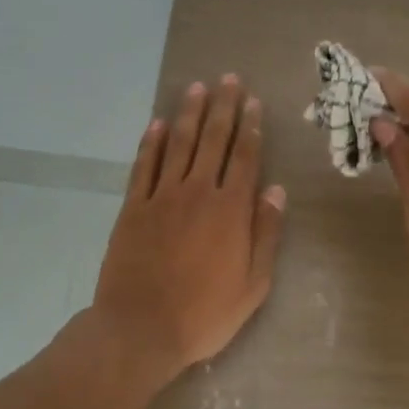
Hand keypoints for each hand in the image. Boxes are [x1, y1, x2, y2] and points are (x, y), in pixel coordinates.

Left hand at [91, 74, 286, 385]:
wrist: (140, 329)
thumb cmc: (204, 314)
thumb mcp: (253, 284)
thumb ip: (265, 233)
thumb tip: (275, 190)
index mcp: (230, 210)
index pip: (244, 157)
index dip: (251, 127)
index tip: (254, 102)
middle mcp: (197, 192)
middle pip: (213, 140)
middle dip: (223, 107)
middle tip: (229, 79)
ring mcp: (161, 197)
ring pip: (178, 144)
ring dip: (189, 114)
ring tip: (198, 88)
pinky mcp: (133, 208)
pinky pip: (144, 166)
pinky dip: (151, 142)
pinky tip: (157, 124)